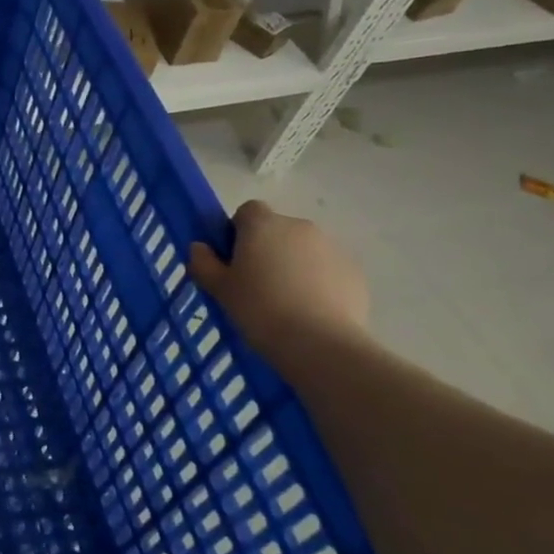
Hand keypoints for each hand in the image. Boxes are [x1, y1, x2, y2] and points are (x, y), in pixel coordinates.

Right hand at [188, 200, 368, 362]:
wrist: (319, 342)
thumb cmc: (259, 308)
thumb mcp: (219, 289)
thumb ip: (204, 263)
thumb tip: (199, 247)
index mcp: (263, 225)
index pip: (247, 211)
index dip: (237, 231)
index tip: (233, 259)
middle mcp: (299, 227)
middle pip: (277, 230)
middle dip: (266, 249)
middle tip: (255, 284)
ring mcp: (332, 248)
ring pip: (303, 250)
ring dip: (292, 265)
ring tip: (284, 301)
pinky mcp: (354, 272)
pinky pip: (327, 270)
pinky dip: (317, 282)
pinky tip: (309, 311)